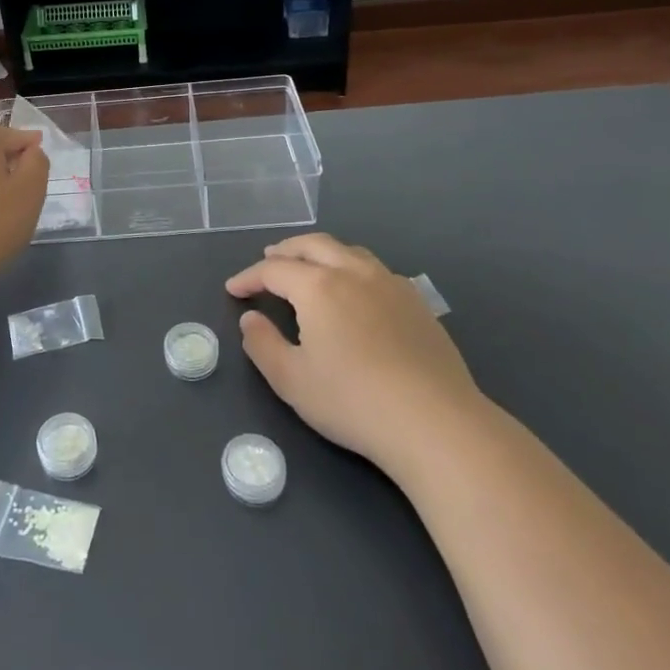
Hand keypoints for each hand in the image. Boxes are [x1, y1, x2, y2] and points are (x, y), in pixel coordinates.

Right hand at [226, 233, 483, 474]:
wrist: (436, 423)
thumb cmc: (353, 401)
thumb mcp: (291, 380)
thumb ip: (262, 344)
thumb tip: (250, 319)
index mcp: (319, 287)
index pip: (274, 270)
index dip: (249, 277)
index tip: (233, 290)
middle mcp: (354, 273)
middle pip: (313, 245)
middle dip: (286, 250)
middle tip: (268, 260)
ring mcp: (391, 285)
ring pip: (348, 251)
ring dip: (320, 252)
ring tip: (308, 266)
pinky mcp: (417, 303)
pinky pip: (375, 269)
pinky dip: (351, 267)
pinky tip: (354, 290)